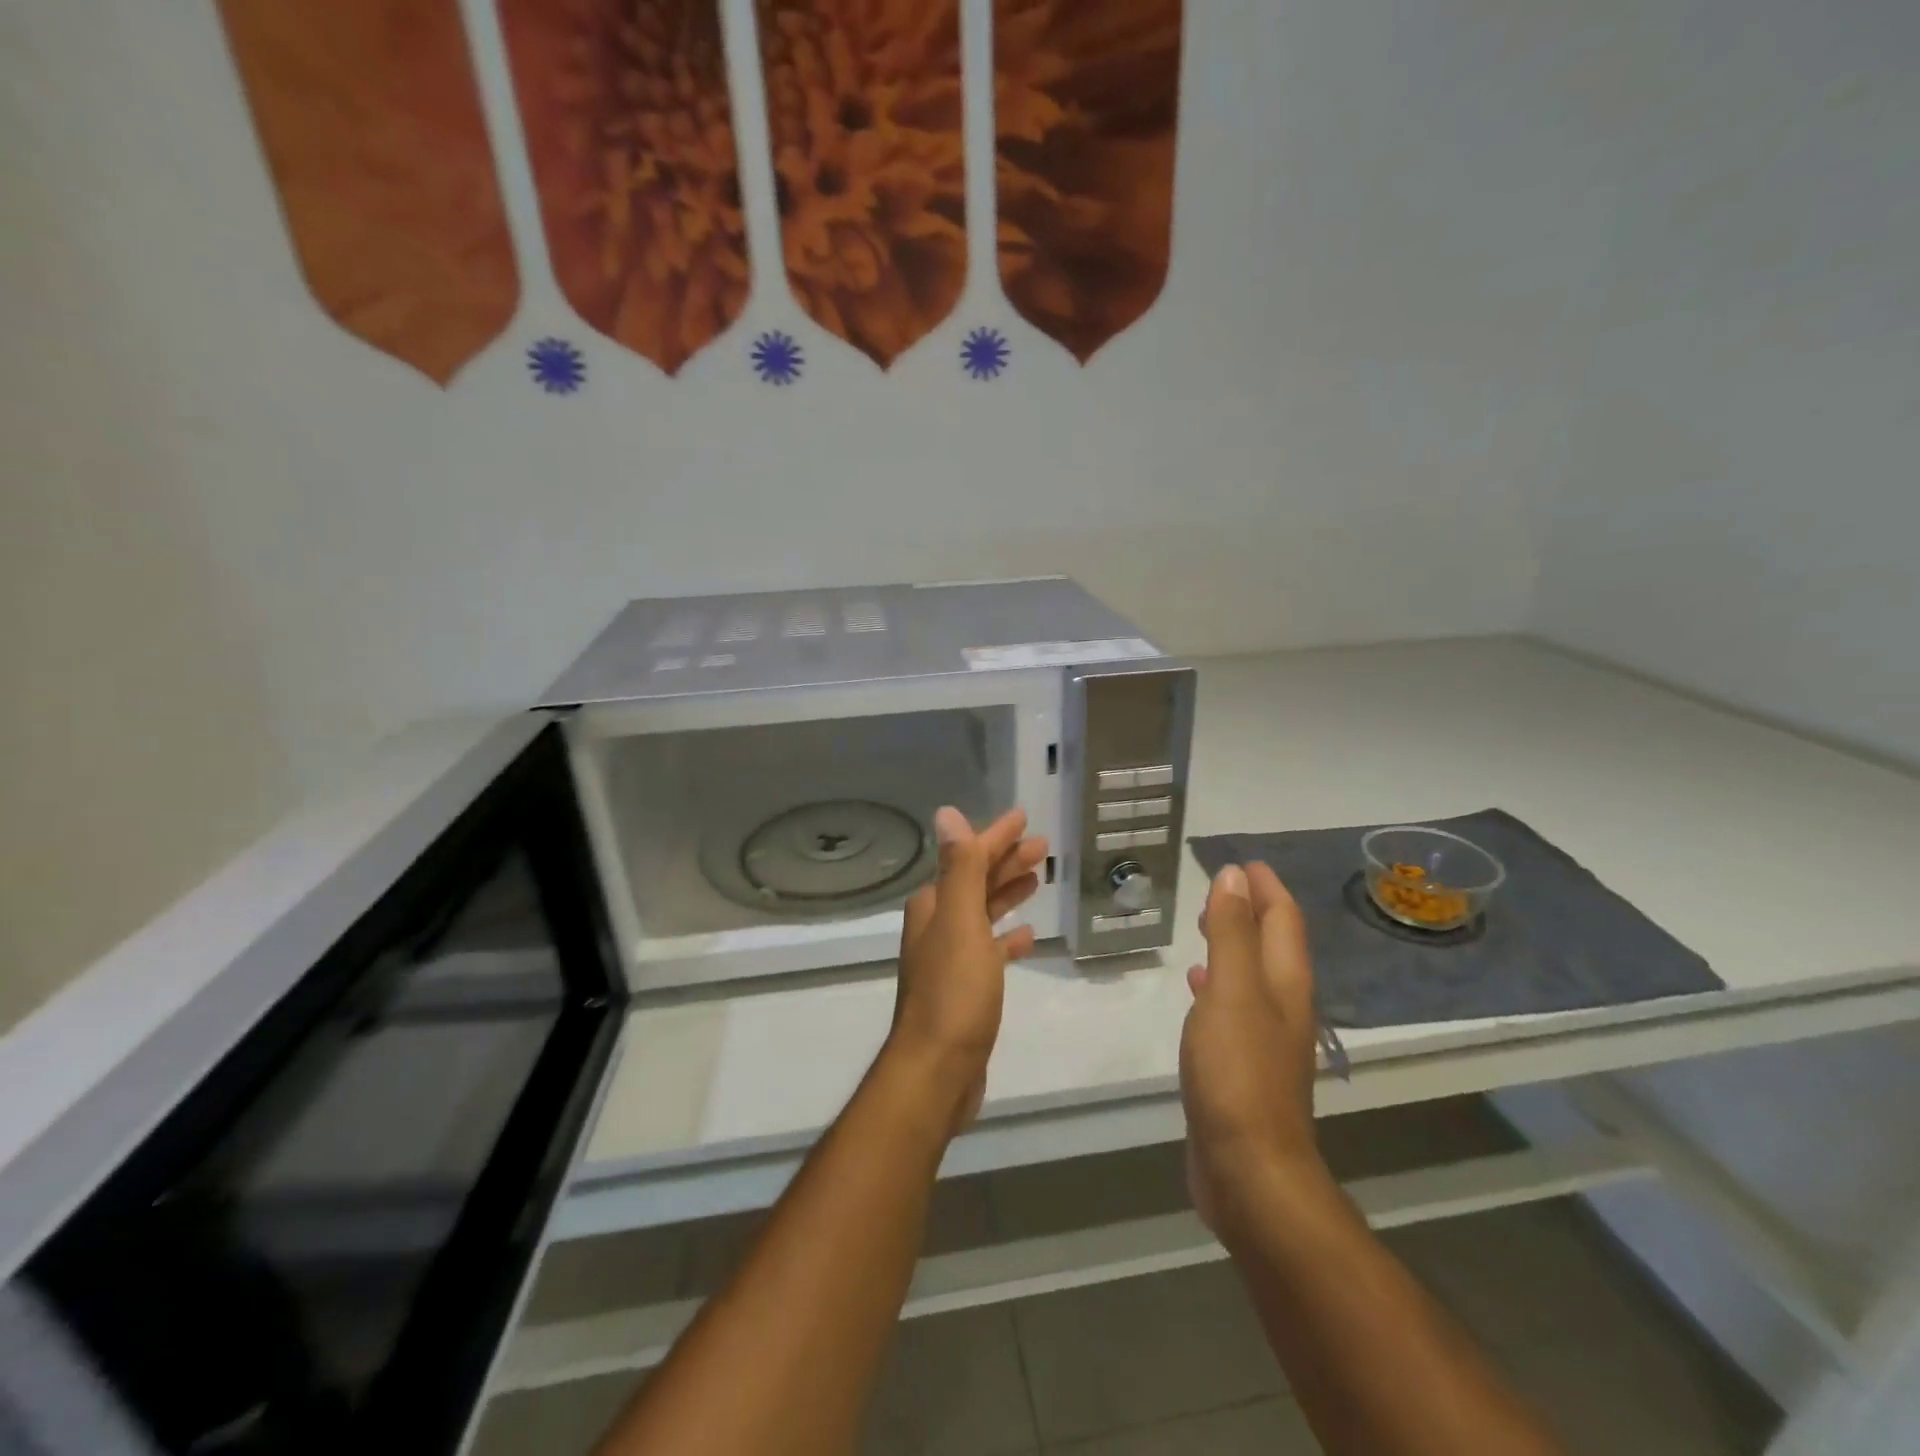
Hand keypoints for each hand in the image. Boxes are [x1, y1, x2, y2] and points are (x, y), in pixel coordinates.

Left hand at [888, 807, 1048, 1131]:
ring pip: (982, 913)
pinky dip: (1005, 938)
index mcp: (934, 906)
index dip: (996, 837)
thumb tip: (947, 813)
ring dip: (1006, 893)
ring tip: (1037, 879)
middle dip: (1006, 861)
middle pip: (976, 882)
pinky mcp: (964, 988)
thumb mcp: (961, 922)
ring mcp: (950, 958)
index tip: (1023, 818)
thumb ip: (959, 868)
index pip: (968, 858)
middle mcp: (937, 926)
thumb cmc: (954, 992)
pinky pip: (988, 950)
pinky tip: (1026, 937)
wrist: (938, 1070)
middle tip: (1041, 846)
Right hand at [1180, 862, 1329, 1240]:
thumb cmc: (1238, 1071)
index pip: (1283, 920)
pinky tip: (1196, 984)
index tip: (1243, 862)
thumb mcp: (1232, 990)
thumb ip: (1232, 931)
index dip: (1266, 888)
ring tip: (1204, 924)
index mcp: (1285, 984)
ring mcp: (1264, 1040)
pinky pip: (1231, 1006)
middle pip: (1272, 945)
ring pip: (1251, 975)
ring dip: (1232, 944)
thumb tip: (1235, 876)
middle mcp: (1282, 1006)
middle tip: (1219, 888)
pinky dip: (1216, 983)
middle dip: (1250, 911)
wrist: (1250, 1171)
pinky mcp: (1242, 1067)